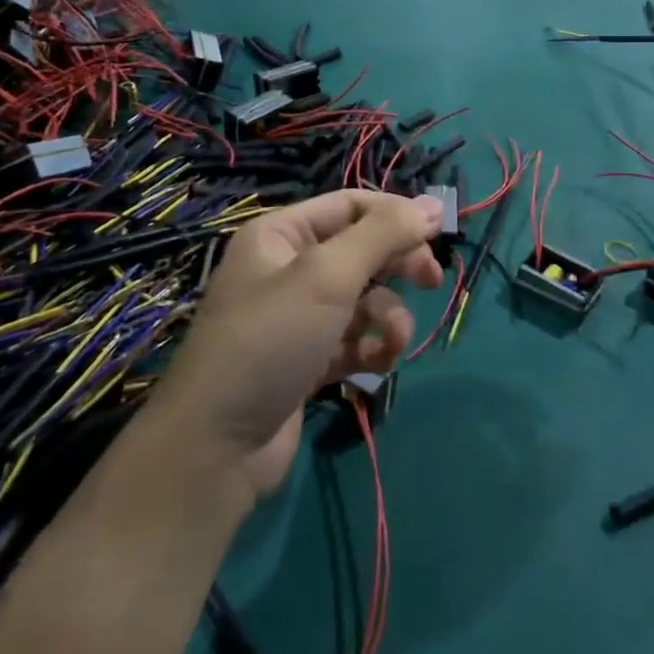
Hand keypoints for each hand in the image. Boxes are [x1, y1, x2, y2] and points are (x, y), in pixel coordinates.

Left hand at [154, 191, 443, 504]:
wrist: (216, 448)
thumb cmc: (270, 340)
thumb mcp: (329, 276)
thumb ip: (384, 235)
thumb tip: (434, 204)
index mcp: (282, 235)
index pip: (352, 205)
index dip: (396, 215)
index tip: (438, 234)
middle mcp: (289, 268)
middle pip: (362, 250)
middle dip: (398, 266)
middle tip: (431, 281)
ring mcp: (298, 317)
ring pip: (364, 299)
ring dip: (388, 317)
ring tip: (393, 341)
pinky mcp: (308, 360)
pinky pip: (354, 340)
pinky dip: (372, 349)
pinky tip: (377, 365)